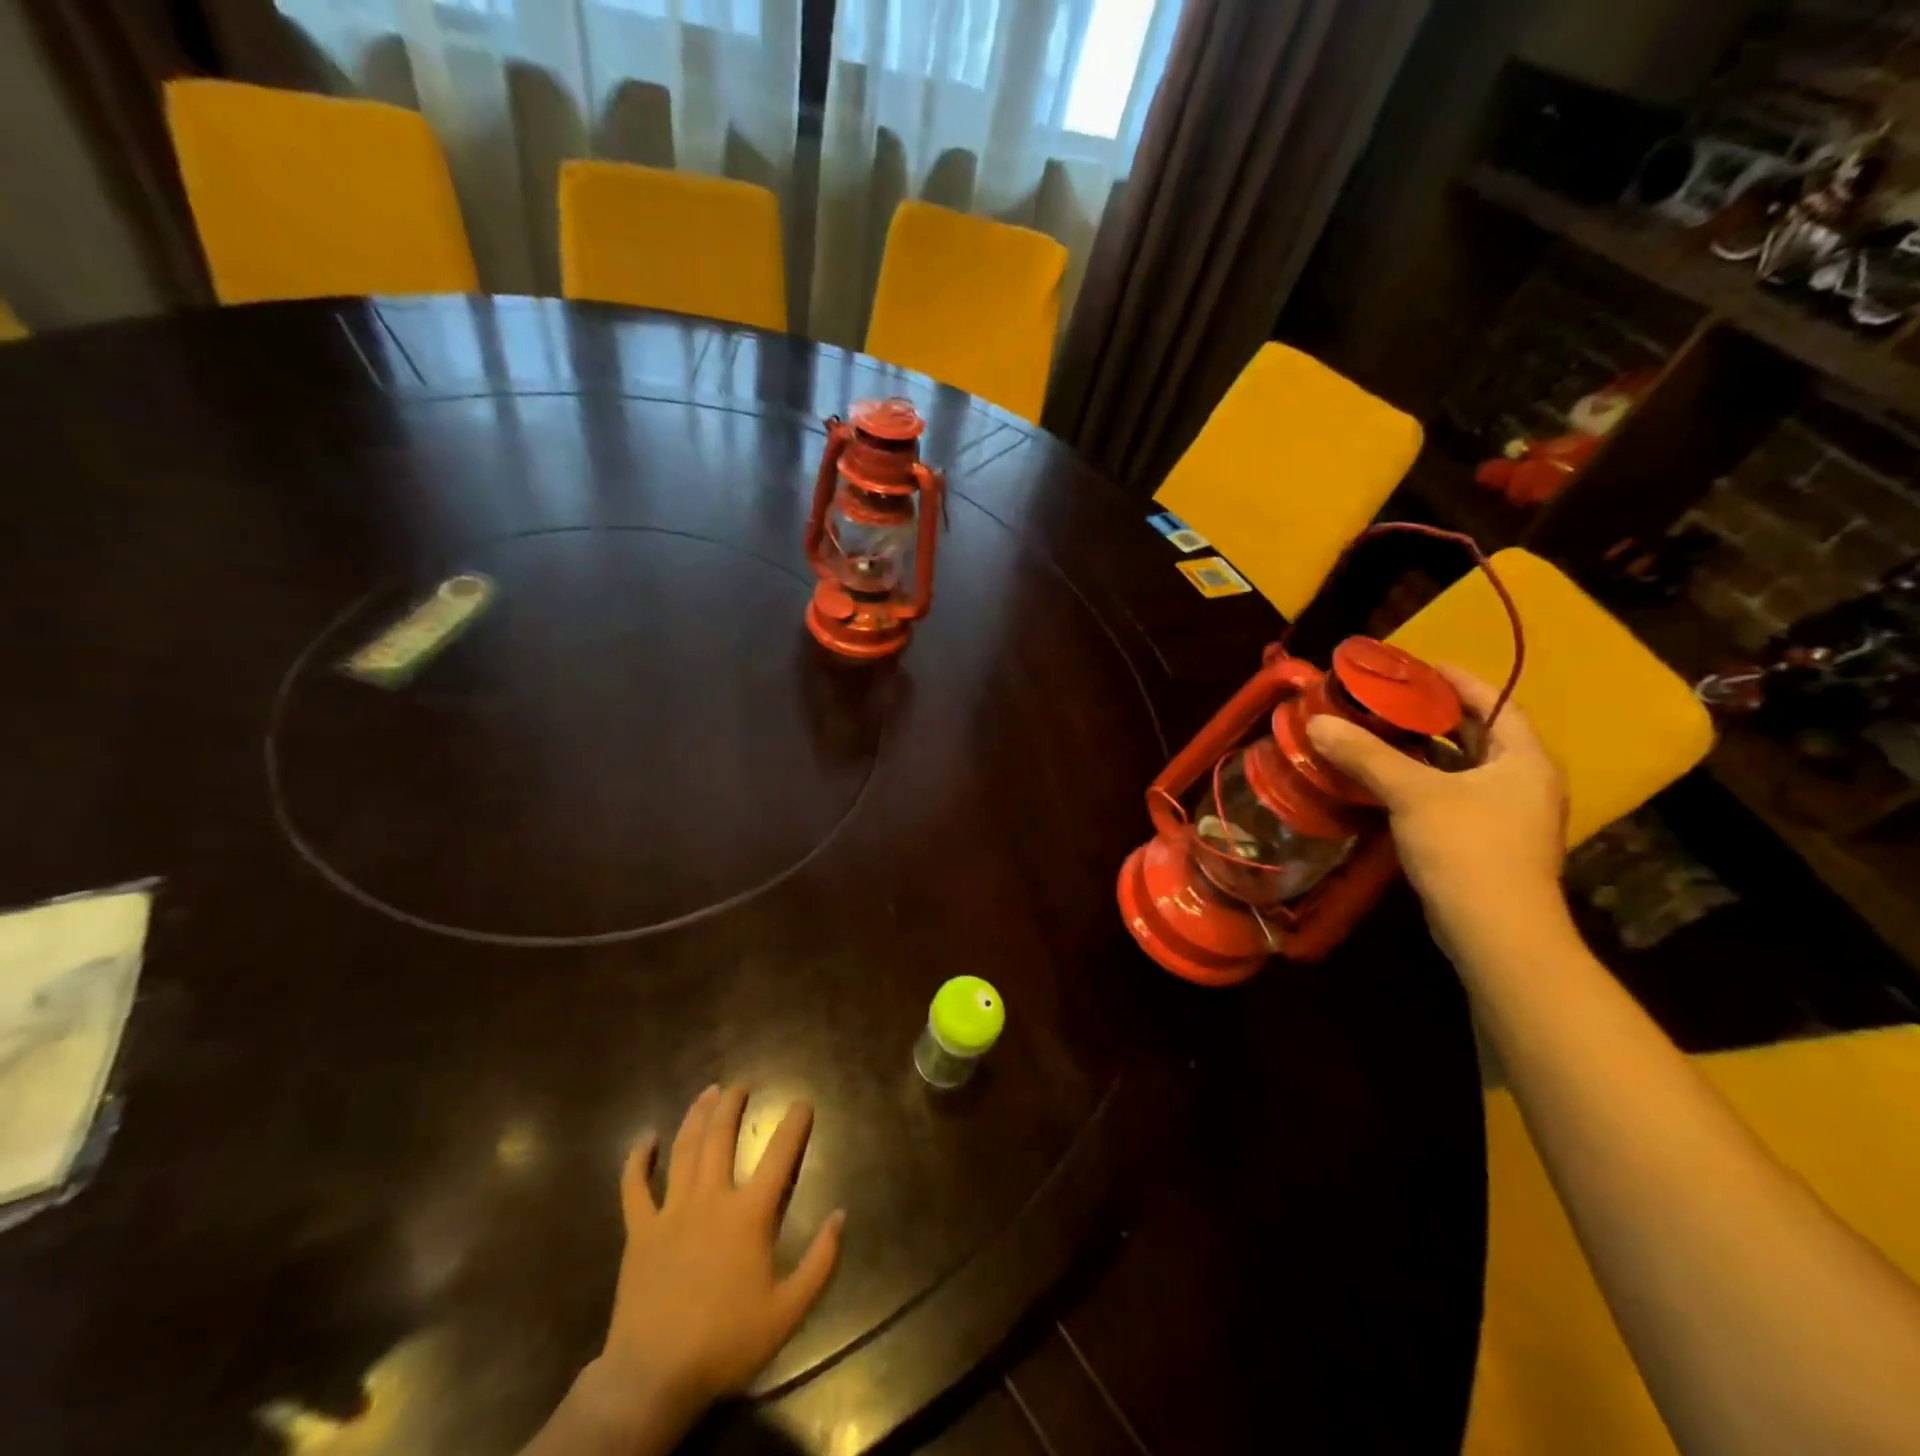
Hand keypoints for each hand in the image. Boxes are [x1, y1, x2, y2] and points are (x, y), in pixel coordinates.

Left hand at [578, 1085, 844, 1443]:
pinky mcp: (640, 1230)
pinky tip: (645, 1137)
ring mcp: (671, 1211)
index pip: (780, 1155)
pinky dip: (638, 1159)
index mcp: (749, 1214)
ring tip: (709, 1091)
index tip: (803, 1103)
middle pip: (722, 1136)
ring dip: (697, 1115)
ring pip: (685, 1148)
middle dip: (735, 1103)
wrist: (654, 1378)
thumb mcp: (788, 1311)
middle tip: (744, 1083)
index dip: (795, 1123)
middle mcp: (711, 1198)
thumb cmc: (726, 1343)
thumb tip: (842, 1215)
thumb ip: (820, 1261)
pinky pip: (634, 1187)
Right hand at [1306, 666, 1569, 958]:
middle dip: (1435, 715)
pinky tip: (1384, 780)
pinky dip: (1420, 781)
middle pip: (1478, 734)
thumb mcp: (1414, 794)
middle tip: (1388, 698)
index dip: (1460, 681)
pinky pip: (1451, 795)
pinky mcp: (1484, 841)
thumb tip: (1317, 722)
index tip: (1420, 666)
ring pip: (1461, 768)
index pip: (1497, 703)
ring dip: (1423, 750)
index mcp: (1524, 760)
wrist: (1496, 933)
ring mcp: (1507, 815)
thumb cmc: (1468, 849)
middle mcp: (1523, 782)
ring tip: (1378, 732)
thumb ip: (1367, 755)